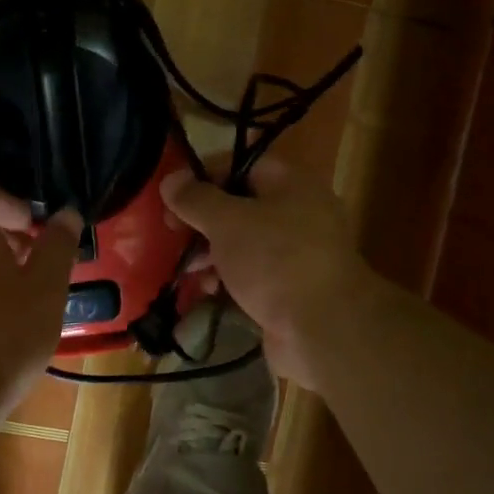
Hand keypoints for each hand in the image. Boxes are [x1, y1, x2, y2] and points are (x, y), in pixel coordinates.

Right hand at [161, 158, 379, 389]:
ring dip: (211, 253)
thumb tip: (171, 179)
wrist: (322, 329)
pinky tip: (210, 291)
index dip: (204, 175)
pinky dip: (229, 279)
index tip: (172, 196)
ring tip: (189, 270)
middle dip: (203, 221)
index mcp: (291, 184)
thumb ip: (196, 199)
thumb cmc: (274, 260)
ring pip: (243, 243)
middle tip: (173, 234)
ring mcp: (297, 254)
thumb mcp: (227, 222)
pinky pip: (252, 274)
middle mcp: (299, 213)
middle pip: (240, 205)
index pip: (241, 165)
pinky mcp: (291, 288)